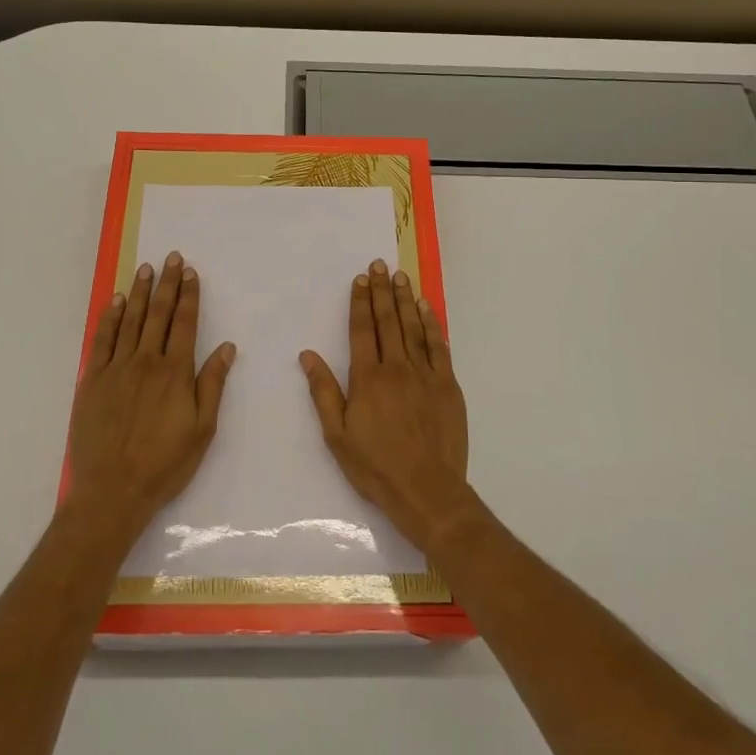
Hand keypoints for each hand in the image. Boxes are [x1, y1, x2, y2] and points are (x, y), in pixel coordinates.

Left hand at [69, 251, 235, 541]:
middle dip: (166, 284)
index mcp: (175, 372)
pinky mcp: (93, 380)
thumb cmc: (164, 463)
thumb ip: (212, 384)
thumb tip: (227, 347)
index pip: (185, 323)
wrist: (112, 491)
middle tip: (170, 257)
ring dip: (139, 292)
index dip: (189, 295)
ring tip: (146, 268)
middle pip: (158, 314)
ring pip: (130, 320)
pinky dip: (110, 317)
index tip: (190, 272)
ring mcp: (116, 369)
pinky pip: (102, 340)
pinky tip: (115, 301)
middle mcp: (146, 361)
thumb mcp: (202, 429)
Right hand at [300, 259, 470, 553]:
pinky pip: (439, 346)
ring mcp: (425, 374)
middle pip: (388, 321)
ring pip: (413, 327)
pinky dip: (432, 324)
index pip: (362, 330)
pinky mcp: (448, 385)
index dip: (360, 302)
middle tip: (379, 264)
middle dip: (381, 291)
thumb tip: (308, 355)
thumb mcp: (338, 435)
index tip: (360, 279)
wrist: (427, 490)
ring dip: (405, 299)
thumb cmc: (376, 466)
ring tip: (400, 276)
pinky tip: (426, 308)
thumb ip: (323, 391)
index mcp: (368, 378)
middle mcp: (397, 368)